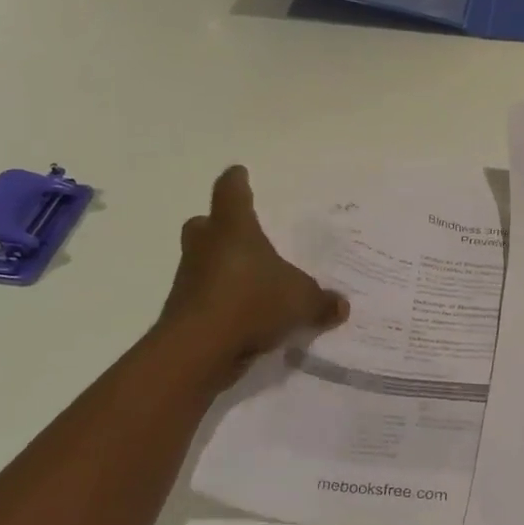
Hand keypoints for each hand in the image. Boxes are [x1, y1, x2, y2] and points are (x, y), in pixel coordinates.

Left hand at [161, 166, 348, 385]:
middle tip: (242, 235)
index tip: (240, 174)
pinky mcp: (181, 311)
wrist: (197, 350)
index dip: (236, 181)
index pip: (231, 191)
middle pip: (205, 224)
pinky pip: (203, 296)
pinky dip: (219, 301)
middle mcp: (205, 245)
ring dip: (219, 267)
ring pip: (201, 261)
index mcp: (233, 227)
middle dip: (220, 226)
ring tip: (250, 282)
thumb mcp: (301, 301)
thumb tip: (341, 306)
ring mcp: (189, 278)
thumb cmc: (251, 302)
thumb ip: (322, 301)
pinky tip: (242, 317)